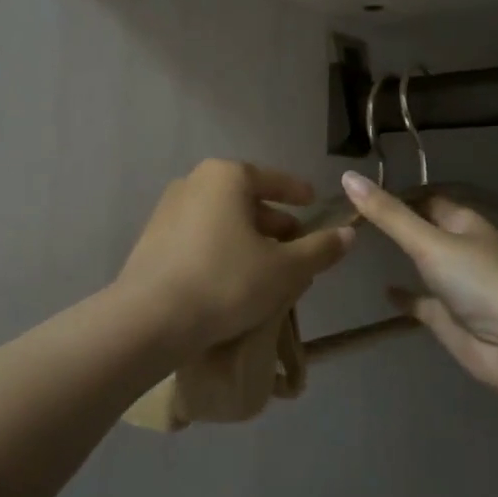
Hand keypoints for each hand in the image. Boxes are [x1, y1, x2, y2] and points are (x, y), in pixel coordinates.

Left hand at [117, 160, 354, 358]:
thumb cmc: (226, 282)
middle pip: (245, 199)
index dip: (297, 193)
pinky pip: (199, 237)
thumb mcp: (285, 269)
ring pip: (221, 219)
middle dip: (273, 222)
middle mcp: (194, 183)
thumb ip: (320, 249)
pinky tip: (232, 279)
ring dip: (247, 238)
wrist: (149, 320)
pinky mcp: (152, 240)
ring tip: (267, 268)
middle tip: (295, 246)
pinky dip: (221, 249)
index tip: (313, 202)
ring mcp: (168, 210)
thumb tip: (348, 235)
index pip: (273, 179)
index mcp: (227, 177)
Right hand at [341, 170, 497, 397]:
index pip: (425, 199)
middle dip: (395, 223)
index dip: (396, 195)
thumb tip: (348, 176)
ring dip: (399, 257)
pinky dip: (404, 295)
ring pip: (422, 264)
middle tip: (350, 217)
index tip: (358, 193)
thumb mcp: (428, 242)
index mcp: (464, 223)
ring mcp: (455, 284)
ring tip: (359, 246)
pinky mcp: (448, 316)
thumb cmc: (476, 281)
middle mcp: (461, 248)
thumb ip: (388, 215)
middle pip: (423, 229)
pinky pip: (421, 300)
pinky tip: (382, 291)